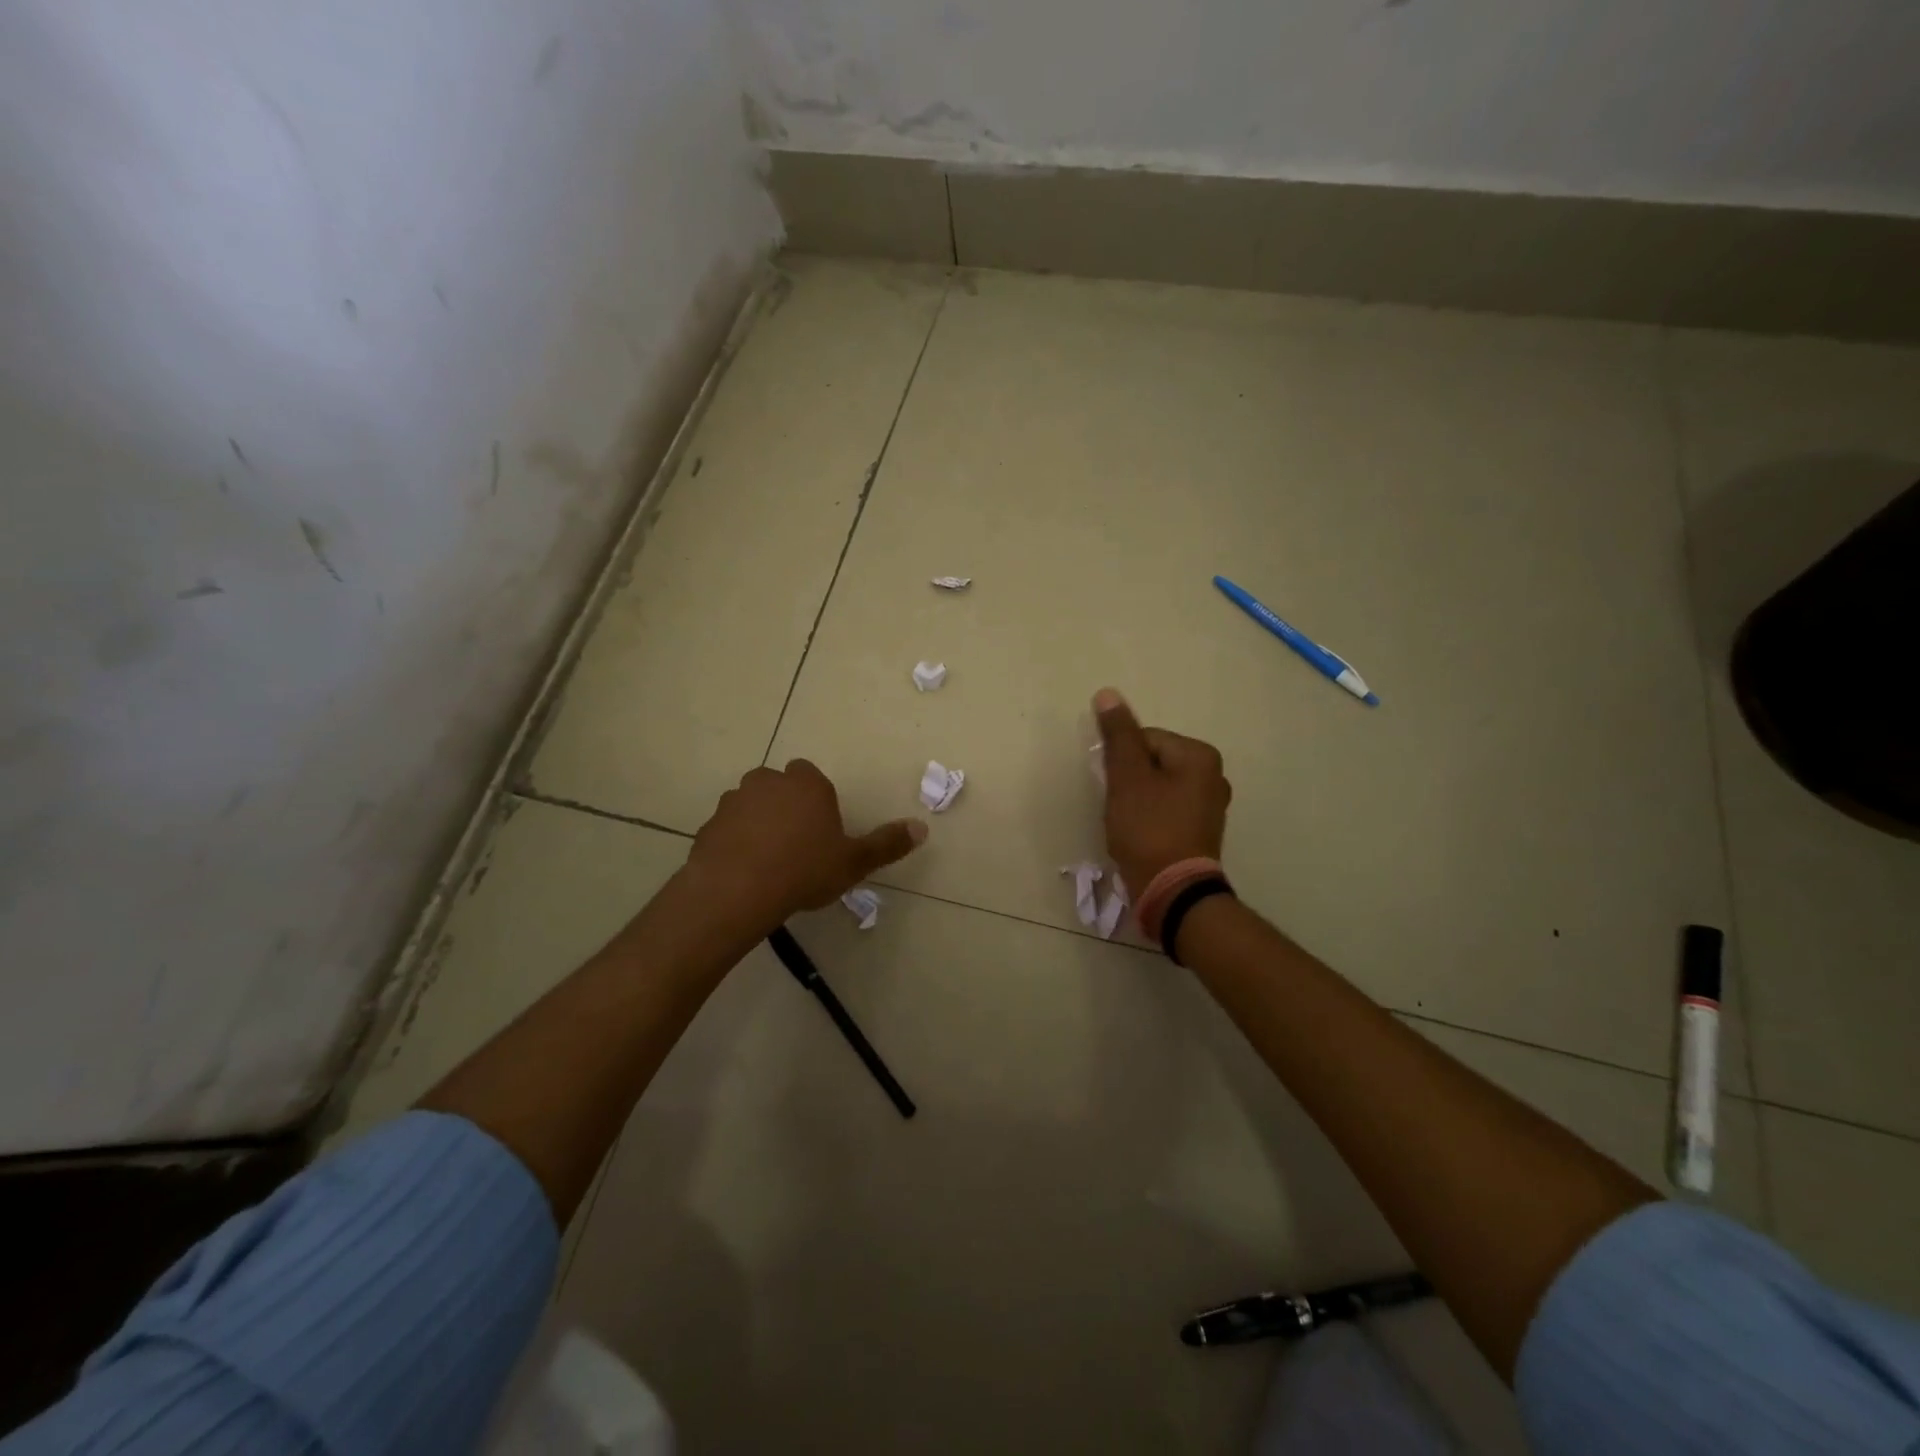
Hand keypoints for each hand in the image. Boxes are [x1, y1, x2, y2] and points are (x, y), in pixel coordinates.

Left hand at [683, 760, 926, 934]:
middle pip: (781, 788)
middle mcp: (768, 781)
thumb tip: (922, 828)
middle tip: (797, 847)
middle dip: (788, 808)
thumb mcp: (853, 861)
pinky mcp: (709, 824)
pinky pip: (728, 829)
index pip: (813, 778)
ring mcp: (734, 800)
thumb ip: (887, 843)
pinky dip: (736, 842)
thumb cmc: (804, 870)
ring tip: (769, 862)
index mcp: (806, 782)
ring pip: (752, 805)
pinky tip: (744, 871)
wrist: (737, 890)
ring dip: (759, 824)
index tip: (821, 833)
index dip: (817, 803)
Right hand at [1093, 688, 1230, 892]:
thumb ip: (1118, 735)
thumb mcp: (1127, 777)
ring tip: (1128, 825)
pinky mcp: (1202, 831)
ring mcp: (1210, 806)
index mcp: (1199, 755)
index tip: (1115, 789)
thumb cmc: (1148, 829)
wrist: (1172, 892)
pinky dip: (1149, 818)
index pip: (1144, 739)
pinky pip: (1167, 810)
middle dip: (1129, 782)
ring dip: (1136, 801)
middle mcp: (1213, 776)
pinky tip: (1140, 837)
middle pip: (1151, 762)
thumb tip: (1108, 694)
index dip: (1121, 763)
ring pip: (1157, 787)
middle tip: (1120, 809)